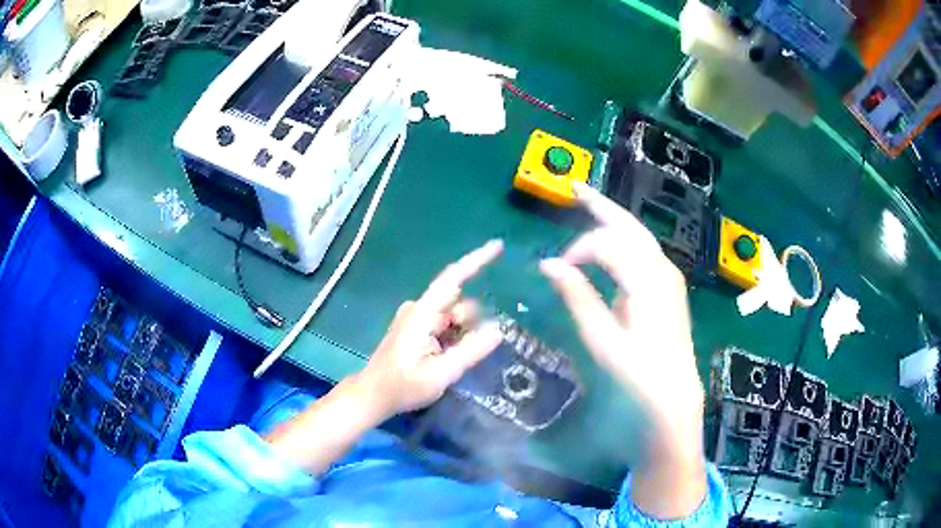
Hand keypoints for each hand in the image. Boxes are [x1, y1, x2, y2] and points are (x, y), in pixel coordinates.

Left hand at [267, 241, 503, 474]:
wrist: (373, 395)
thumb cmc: (402, 386)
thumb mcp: (441, 374)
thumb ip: (470, 351)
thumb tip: (499, 329)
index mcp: (422, 314)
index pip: (452, 279)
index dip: (476, 261)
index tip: (498, 246)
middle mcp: (419, 309)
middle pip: (458, 302)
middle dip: (470, 323)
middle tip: (462, 356)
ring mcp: (417, 318)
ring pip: (454, 315)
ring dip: (461, 334)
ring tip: (450, 363)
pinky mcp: (417, 328)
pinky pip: (445, 324)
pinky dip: (453, 337)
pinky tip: (446, 359)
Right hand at [540, 182, 705, 518]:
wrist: (674, 397)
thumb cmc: (638, 375)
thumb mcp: (603, 340)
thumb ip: (578, 298)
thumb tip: (549, 265)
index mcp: (646, 280)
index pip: (607, 244)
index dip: (578, 249)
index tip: (557, 269)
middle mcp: (661, 270)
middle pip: (629, 226)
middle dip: (601, 205)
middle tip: (574, 188)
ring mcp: (668, 276)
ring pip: (638, 236)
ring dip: (613, 219)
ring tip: (589, 204)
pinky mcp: (668, 287)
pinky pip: (643, 251)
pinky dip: (623, 239)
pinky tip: (611, 239)